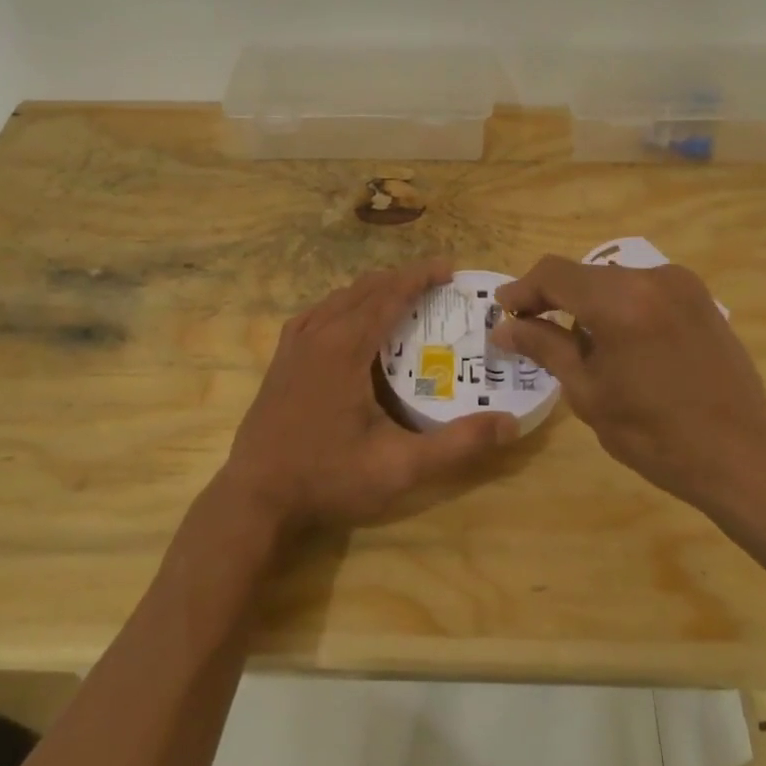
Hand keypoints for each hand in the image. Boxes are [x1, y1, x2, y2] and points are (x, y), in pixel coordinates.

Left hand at [221, 257, 517, 532]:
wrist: (255, 497)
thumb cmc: (328, 478)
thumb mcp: (399, 467)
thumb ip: (457, 445)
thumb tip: (511, 423)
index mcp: (345, 347)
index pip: (389, 294)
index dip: (421, 276)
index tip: (450, 268)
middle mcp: (318, 334)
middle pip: (365, 289)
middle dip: (402, 279)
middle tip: (437, 283)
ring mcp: (294, 345)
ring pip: (338, 298)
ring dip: (373, 289)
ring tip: (402, 296)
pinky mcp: (281, 360)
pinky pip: (316, 314)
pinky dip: (342, 304)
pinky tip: (350, 320)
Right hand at [493, 255, 765, 526]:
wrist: (744, 455)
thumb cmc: (656, 435)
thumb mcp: (589, 393)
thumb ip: (545, 348)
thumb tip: (504, 329)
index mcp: (621, 301)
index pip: (554, 274)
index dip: (522, 289)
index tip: (503, 313)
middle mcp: (652, 277)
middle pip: (584, 274)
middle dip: (553, 298)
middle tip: (531, 332)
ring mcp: (682, 284)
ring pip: (613, 280)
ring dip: (586, 303)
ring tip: (575, 344)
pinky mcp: (700, 297)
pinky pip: (642, 289)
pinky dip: (618, 306)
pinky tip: (617, 343)